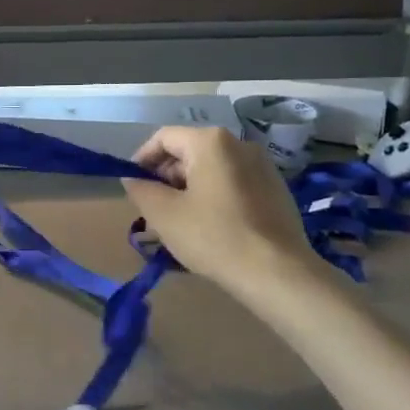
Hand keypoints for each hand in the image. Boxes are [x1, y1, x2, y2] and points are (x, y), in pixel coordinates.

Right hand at [121, 127, 312, 292]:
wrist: (277, 272)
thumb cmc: (214, 236)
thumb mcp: (164, 214)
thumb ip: (141, 189)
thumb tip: (133, 178)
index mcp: (211, 142)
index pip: (164, 138)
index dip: (142, 159)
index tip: (133, 186)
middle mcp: (239, 144)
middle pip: (189, 152)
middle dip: (166, 177)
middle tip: (153, 209)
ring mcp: (263, 166)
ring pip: (212, 169)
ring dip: (189, 189)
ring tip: (178, 222)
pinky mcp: (276, 189)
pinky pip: (233, 183)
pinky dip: (214, 197)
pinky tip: (210, 227)